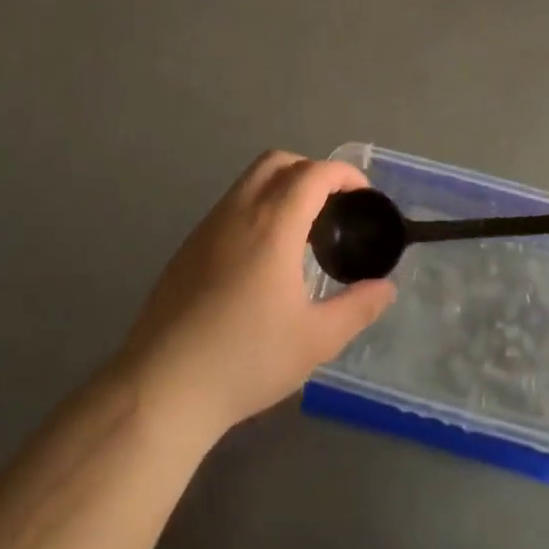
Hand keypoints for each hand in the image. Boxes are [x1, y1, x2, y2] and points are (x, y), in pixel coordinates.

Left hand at [119, 151, 396, 443]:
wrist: (162, 387)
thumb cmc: (246, 359)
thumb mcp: (315, 340)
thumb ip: (357, 308)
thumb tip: (386, 288)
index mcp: (272, 225)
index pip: (313, 173)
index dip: (343, 174)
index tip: (363, 196)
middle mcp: (238, 213)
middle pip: (277, 162)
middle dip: (311, 170)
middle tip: (333, 205)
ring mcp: (207, 227)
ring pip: (249, 181)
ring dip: (281, 186)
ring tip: (302, 230)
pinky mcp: (188, 248)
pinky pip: (230, 206)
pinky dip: (257, 207)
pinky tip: (264, 256)